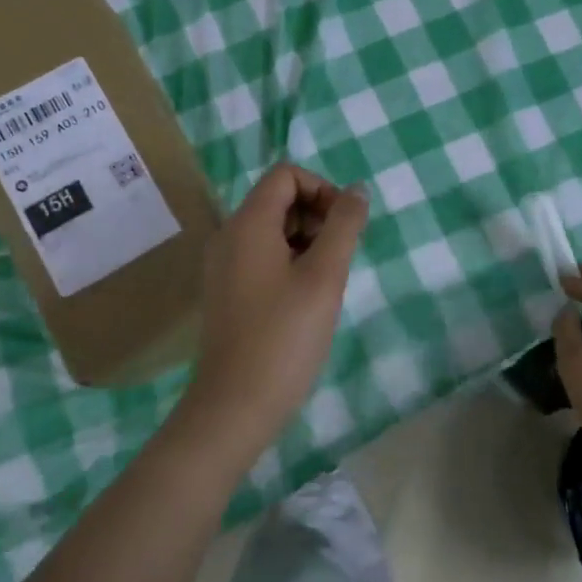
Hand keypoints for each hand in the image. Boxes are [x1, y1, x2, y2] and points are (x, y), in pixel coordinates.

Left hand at [187, 164, 368, 438]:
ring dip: (307, 243)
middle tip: (339, 260)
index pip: (286, 175)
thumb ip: (344, 226)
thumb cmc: (284, 337)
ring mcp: (224, 266)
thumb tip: (357, 190)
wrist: (234, 406)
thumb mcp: (324, 277)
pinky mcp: (227, 292)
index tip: (344, 227)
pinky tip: (306, 301)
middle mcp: (228, 236)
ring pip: (272, 231)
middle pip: (278, 200)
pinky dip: (290, 264)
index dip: (322, 190)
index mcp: (247, 224)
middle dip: (317, 217)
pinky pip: (262, 258)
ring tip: (326, 285)